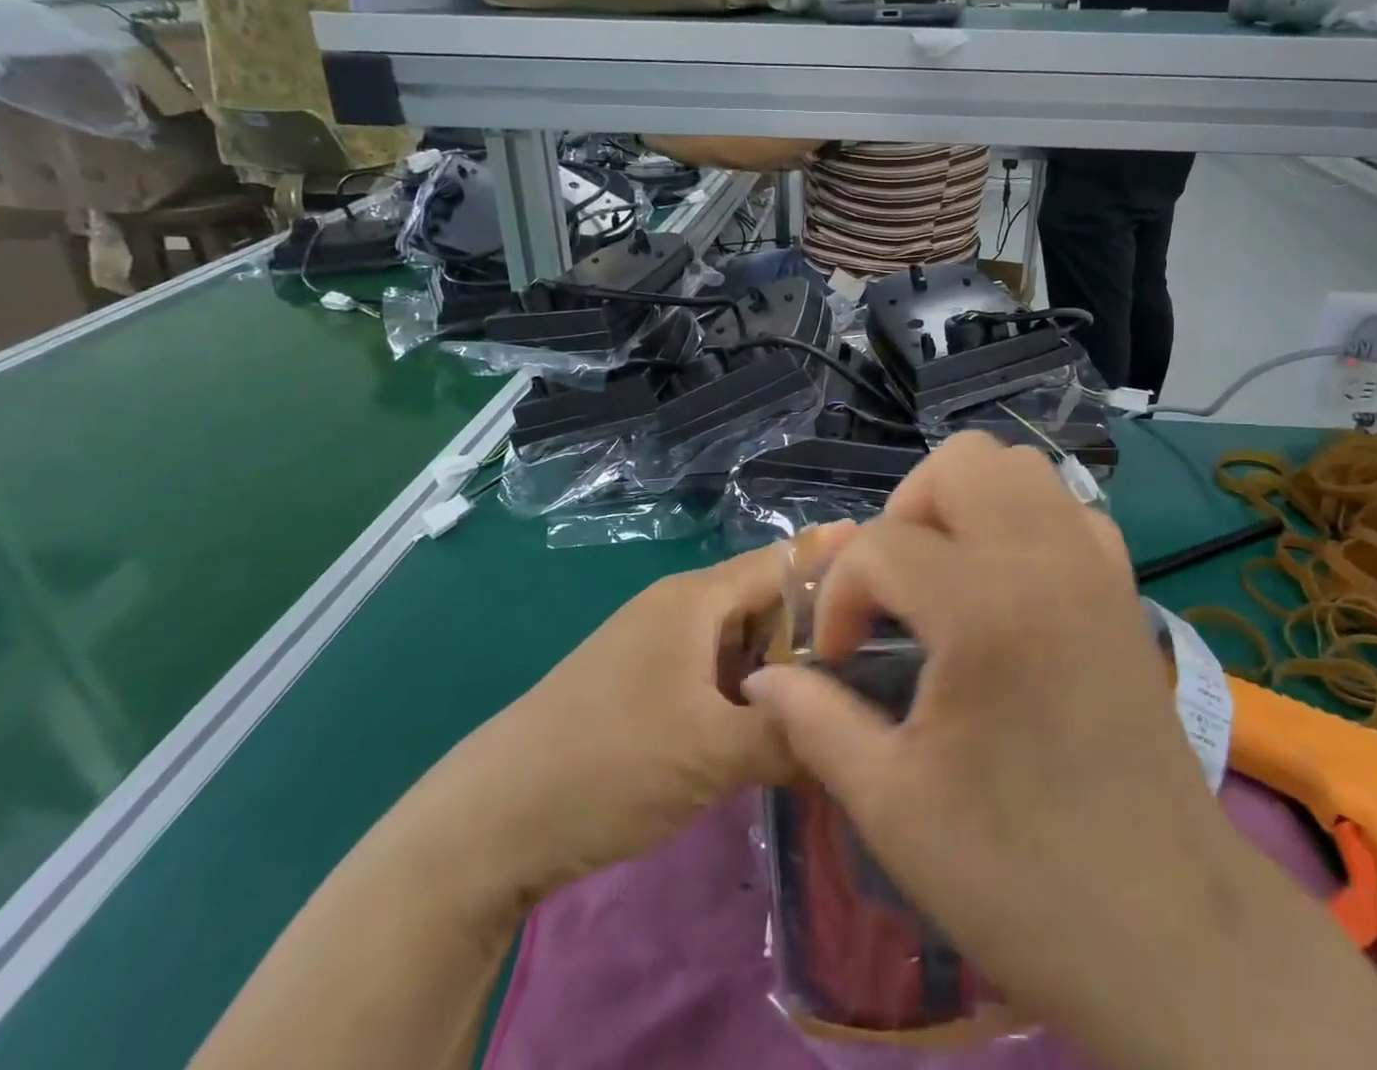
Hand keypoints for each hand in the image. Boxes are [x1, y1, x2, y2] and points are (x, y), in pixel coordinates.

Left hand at [388, 530, 847, 926]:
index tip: (886, 556)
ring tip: (840, 687)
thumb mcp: (712, 753)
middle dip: (816, 623)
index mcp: (695, 599)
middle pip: (764, 602)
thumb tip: (851, 739)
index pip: (781, 562)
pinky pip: (715, 673)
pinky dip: (750, 690)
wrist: (490, 819)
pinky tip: (777, 723)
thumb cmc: (609, 762)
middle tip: (881, 647)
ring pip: (740, 642)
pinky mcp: (643, 687)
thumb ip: (789, 737)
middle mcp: (678, 610)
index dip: (832, 558)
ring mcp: (657, 649)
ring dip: (783, 663)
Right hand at [744, 435, 1229, 1059]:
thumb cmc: (1022, 876)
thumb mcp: (892, 805)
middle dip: (905, 513)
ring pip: (1019, 468)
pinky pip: (1063, 507)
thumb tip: (760, 680)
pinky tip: (1002, 590)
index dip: (840, 597)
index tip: (838, 661)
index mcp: (986, 607)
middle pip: (960, 463)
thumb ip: (814, 722)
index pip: (881, 545)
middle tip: (892, 591)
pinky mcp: (1124, 586)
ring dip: (963, 506)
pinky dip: (1019, 521)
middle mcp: (1048, 559)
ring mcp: (1096, 565)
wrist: (1171, 932)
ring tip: (941, 580)